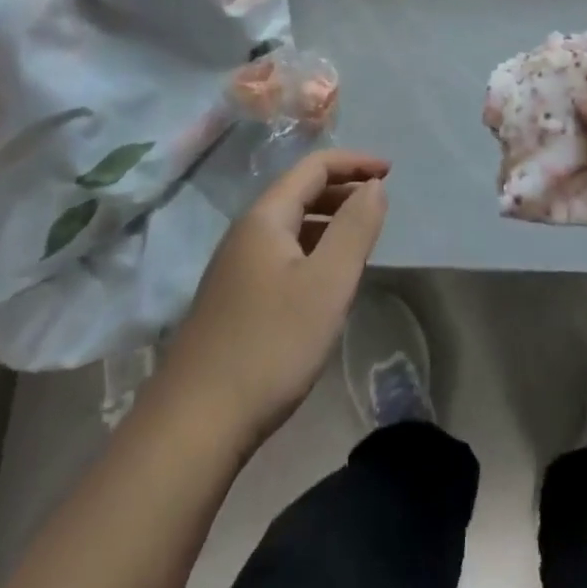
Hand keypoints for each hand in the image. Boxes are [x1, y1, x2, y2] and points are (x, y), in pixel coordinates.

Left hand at [161, 150, 389, 446]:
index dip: (355, 163)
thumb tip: (374, 185)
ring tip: (360, 240)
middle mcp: (246, 232)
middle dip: (343, 189)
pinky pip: (281, 254)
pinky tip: (325, 281)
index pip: (314, 167)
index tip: (391, 172)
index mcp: (265, 217)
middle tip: (379, 204)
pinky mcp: (233, 299)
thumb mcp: (327, 284)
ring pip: (290, 225)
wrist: (195, 424)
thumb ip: (355, 228)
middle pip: (299, 191)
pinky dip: (312, 249)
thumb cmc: (270, 345)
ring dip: (328, 221)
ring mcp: (234, 267)